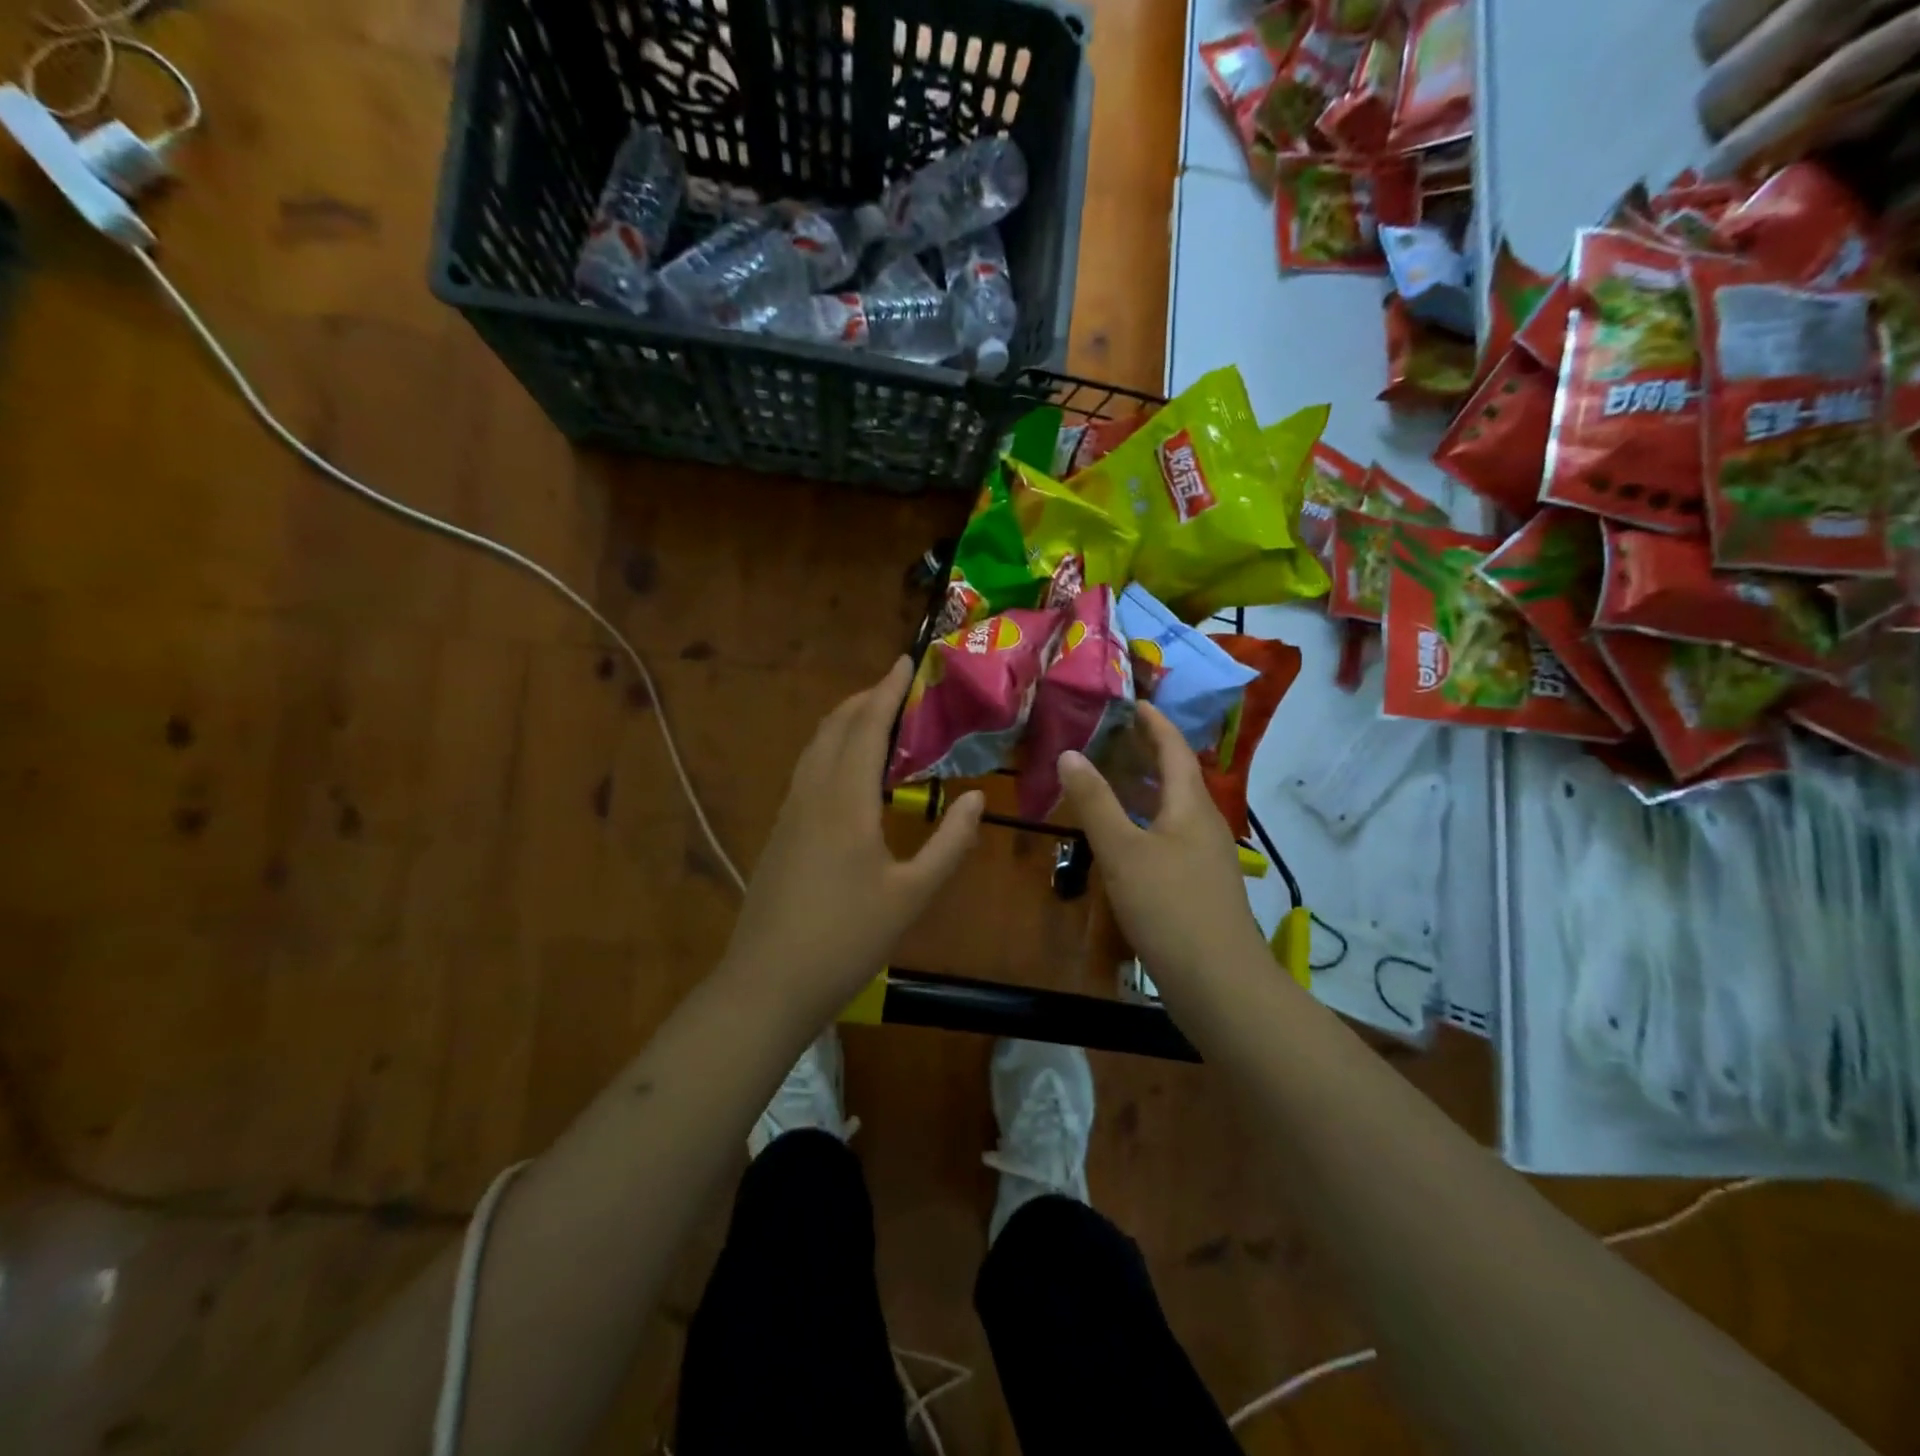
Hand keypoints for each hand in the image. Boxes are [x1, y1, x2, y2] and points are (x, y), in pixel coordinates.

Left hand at [723, 657, 984, 1011]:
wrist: (768, 982)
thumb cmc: (847, 939)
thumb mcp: (912, 895)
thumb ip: (950, 844)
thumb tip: (978, 797)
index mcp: (845, 801)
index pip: (866, 726)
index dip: (887, 690)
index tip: (906, 660)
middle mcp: (811, 794)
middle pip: (835, 727)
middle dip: (866, 698)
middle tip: (899, 686)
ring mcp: (789, 812)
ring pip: (816, 747)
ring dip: (845, 722)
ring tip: (877, 717)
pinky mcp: (779, 832)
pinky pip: (807, 770)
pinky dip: (832, 749)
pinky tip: (849, 770)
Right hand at [1059, 702, 1267, 988]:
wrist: (1220, 983)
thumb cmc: (1170, 907)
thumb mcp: (1123, 851)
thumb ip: (1095, 802)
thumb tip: (1069, 753)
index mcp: (1191, 805)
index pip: (1175, 748)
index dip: (1154, 722)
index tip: (1133, 701)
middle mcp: (1204, 824)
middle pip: (1177, 776)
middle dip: (1147, 751)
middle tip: (1110, 734)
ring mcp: (1205, 857)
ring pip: (1173, 808)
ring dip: (1144, 788)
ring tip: (1110, 777)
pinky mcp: (1199, 885)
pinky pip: (1170, 835)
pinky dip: (1145, 821)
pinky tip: (1124, 837)